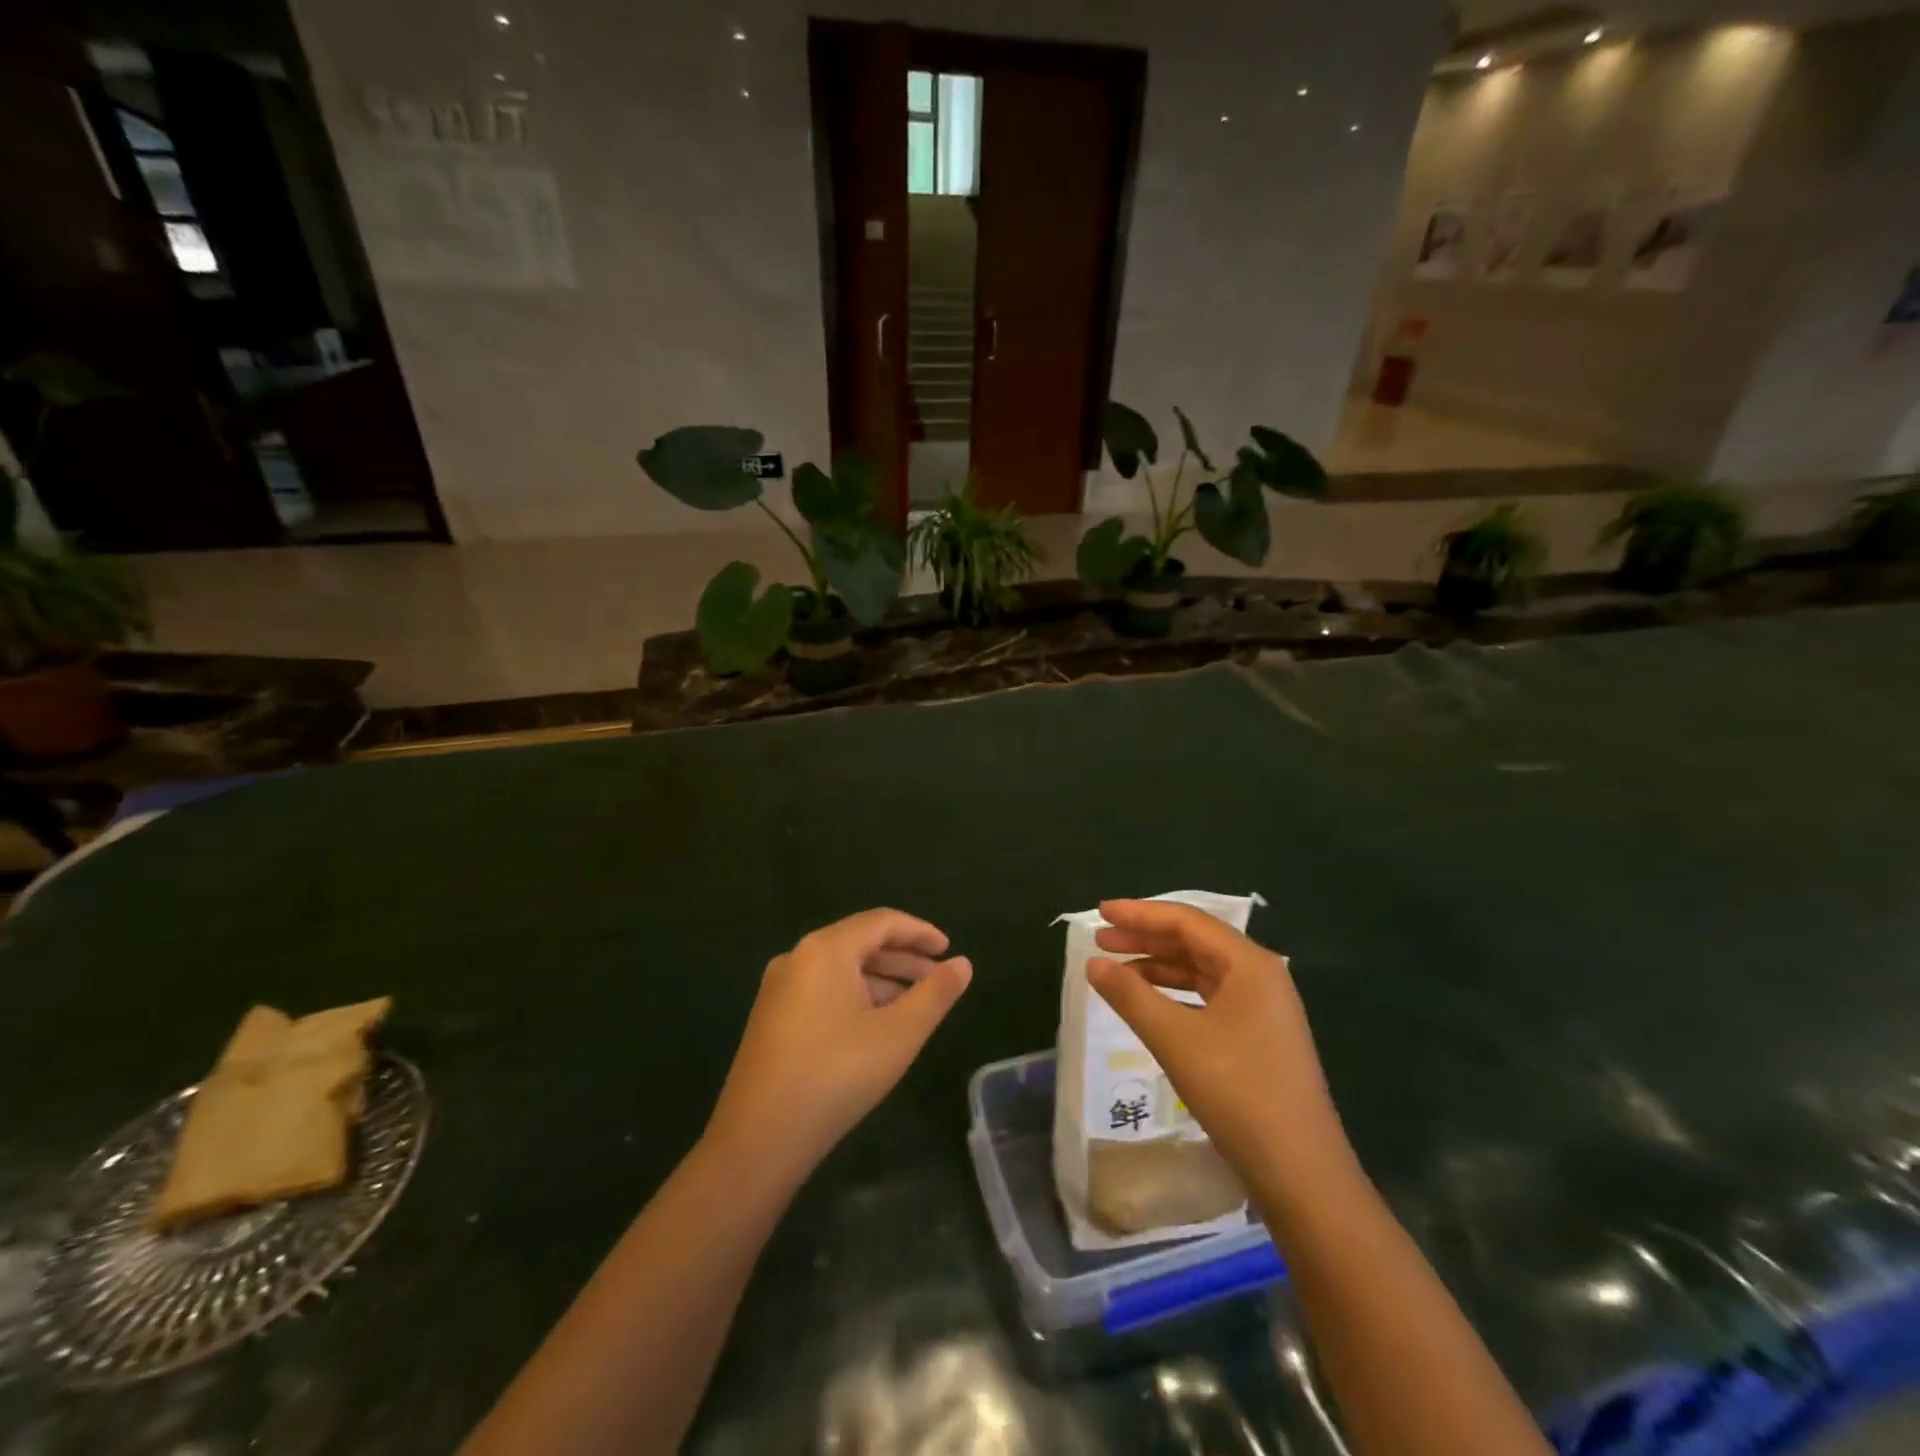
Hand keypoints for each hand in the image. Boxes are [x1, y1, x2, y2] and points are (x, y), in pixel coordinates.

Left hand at [704, 909, 971, 1177]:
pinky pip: (822, 990)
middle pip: (859, 942)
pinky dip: (855, 996)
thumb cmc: (837, 1074)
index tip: (948, 950)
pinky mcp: (771, 1018)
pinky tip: (875, 1025)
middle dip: (902, 959)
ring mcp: (778, 988)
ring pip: (840, 969)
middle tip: (938, 979)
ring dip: (881, 980)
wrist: (758, 1139)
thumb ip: (936, 994)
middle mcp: (797, 957)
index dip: (919, 932)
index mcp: (825, 949)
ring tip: (914, 1005)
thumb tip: (963, 964)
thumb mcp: (899, 1033)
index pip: (882, 922)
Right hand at [1087, 900, 1352, 1198]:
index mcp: (1249, 964)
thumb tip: (1093, 963)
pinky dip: (1174, 992)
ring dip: (1158, 965)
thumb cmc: (1238, 1093)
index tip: (1099, 912)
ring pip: (1201, 970)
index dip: (1139, 913)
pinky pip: (1209, 996)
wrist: (1301, 1173)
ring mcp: (1263, 1007)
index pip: (1186, 921)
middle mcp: (1260, 975)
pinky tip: (1148, 1002)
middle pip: (1194, 941)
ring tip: (1115, 969)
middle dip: (1145, 937)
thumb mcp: (1175, 1039)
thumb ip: (1130, 995)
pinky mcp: (1258, 1035)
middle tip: (1100, 939)